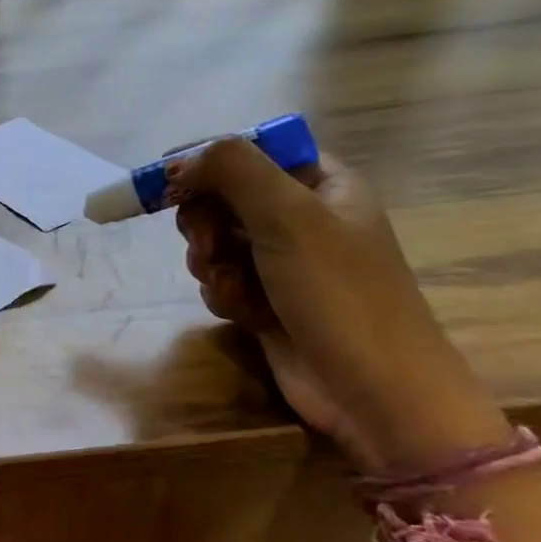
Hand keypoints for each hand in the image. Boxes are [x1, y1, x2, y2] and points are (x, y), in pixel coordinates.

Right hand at [171, 139, 512, 471]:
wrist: (373, 392)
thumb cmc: (339, 294)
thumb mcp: (289, 218)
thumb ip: (233, 171)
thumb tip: (179, 159)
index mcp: (323, 184)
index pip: (253, 149)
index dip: (207, 159)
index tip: (167, 178)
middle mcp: (303, 217)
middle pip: (224, 196)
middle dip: (205, 220)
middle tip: (208, 242)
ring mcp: (284, 262)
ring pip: (216, 240)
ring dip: (210, 261)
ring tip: (230, 285)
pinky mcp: (267, 300)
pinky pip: (222, 279)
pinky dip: (222, 292)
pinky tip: (241, 312)